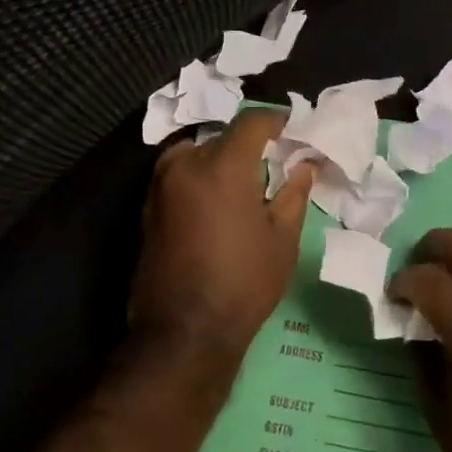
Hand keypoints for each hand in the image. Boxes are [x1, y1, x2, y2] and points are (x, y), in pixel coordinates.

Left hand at [127, 109, 315, 377]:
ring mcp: (159, 185)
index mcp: (222, 165)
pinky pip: (178, 176)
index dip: (276, 119)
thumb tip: (304, 165)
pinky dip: (199, 177)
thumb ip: (293, 193)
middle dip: (247, 144)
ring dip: (219, 159)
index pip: (251, 121)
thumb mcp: (282, 239)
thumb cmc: (243, 282)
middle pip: (221, 136)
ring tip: (244, 184)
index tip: (292, 128)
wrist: (183, 332)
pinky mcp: (147, 208)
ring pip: (195, 154)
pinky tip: (218, 203)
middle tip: (271, 163)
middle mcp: (185, 164)